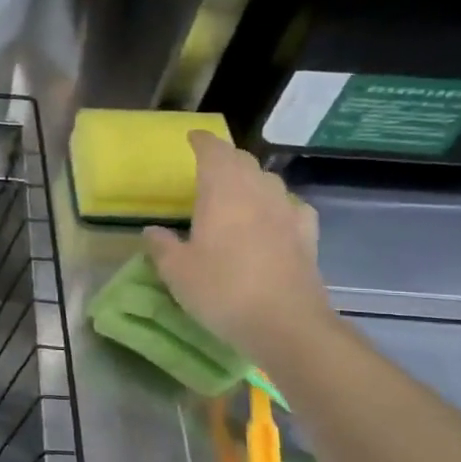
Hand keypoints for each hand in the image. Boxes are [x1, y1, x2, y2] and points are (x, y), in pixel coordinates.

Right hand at [143, 131, 333, 364]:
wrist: (285, 323)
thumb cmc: (222, 290)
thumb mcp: (176, 271)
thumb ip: (161, 246)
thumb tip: (153, 231)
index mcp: (223, 192)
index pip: (214, 152)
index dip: (202, 142)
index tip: (192, 138)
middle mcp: (258, 193)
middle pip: (243, 162)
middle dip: (225, 158)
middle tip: (208, 165)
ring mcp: (287, 213)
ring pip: (268, 182)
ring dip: (250, 179)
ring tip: (236, 190)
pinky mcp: (307, 237)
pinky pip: (291, 207)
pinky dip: (277, 204)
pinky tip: (273, 217)